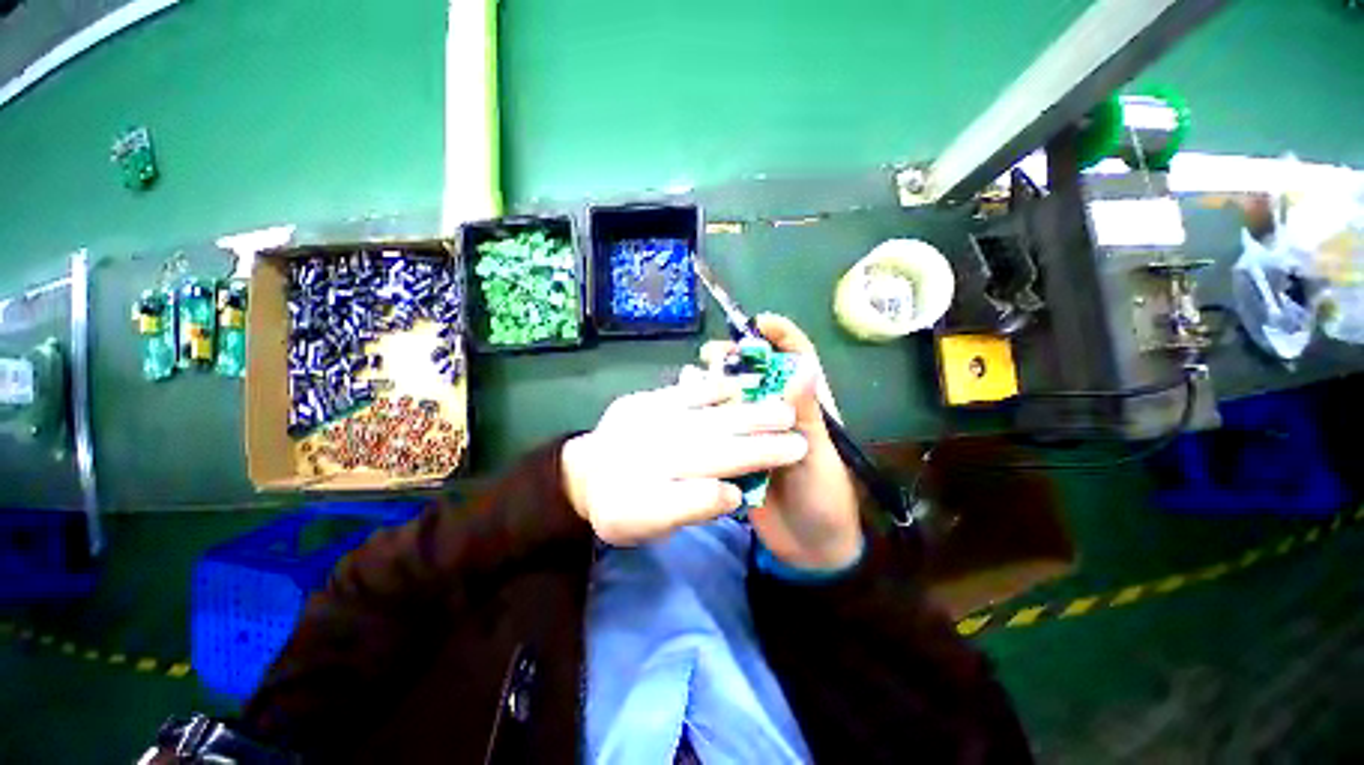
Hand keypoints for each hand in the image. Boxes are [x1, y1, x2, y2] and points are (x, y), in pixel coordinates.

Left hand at [561, 376, 808, 545]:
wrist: (583, 476)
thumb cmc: (621, 507)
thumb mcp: (650, 526)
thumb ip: (691, 508)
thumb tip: (733, 493)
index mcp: (658, 481)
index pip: (721, 468)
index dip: (760, 457)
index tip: (795, 450)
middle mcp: (656, 446)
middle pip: (718, 437)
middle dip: (760, 430)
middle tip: (796, 424)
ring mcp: (648, 419)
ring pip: (704, 412)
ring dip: (743, 406)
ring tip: (776, 402)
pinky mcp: (641, 400)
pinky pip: (680, 392)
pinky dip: (708, 387)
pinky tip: (734, 384)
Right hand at [701, 314, 861, 570]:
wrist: (808, 547)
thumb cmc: (824, 497)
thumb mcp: (819, 455)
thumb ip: (807, 414)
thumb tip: (800, 366)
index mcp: (807, 407)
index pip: (799, 359)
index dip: (783, 336)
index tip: (760, 323)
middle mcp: (779, 413)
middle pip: (759, 373)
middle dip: (738, 356)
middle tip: (714, 354)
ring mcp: (756, 432)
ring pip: (736, 395)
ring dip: (718, 380)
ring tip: (695, 373)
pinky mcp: (738, 450)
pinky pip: (722, 423)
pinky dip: (706, 409)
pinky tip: (686, 401)